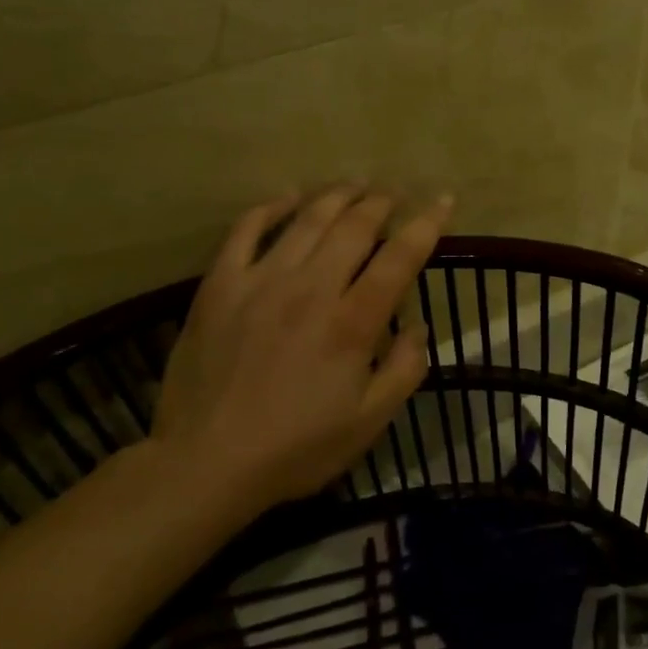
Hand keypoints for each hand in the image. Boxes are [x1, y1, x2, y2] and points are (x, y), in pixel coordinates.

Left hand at [151, 187, 453, 510]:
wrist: (205, 463)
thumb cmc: (294, 449)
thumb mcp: (368, 424)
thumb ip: (404, 371)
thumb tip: (417, 327)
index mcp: (351, 323)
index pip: (399, 258)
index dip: (427, 224)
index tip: (443, 200)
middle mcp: (310, 288)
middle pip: (354, 227)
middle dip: (382, 203)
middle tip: (394, 194)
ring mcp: (261, 281)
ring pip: (307, 219)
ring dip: (337, 196)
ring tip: (355, 185)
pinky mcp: (220, 285)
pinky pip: (245, 230)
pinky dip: (271, 207)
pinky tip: (288, 197)